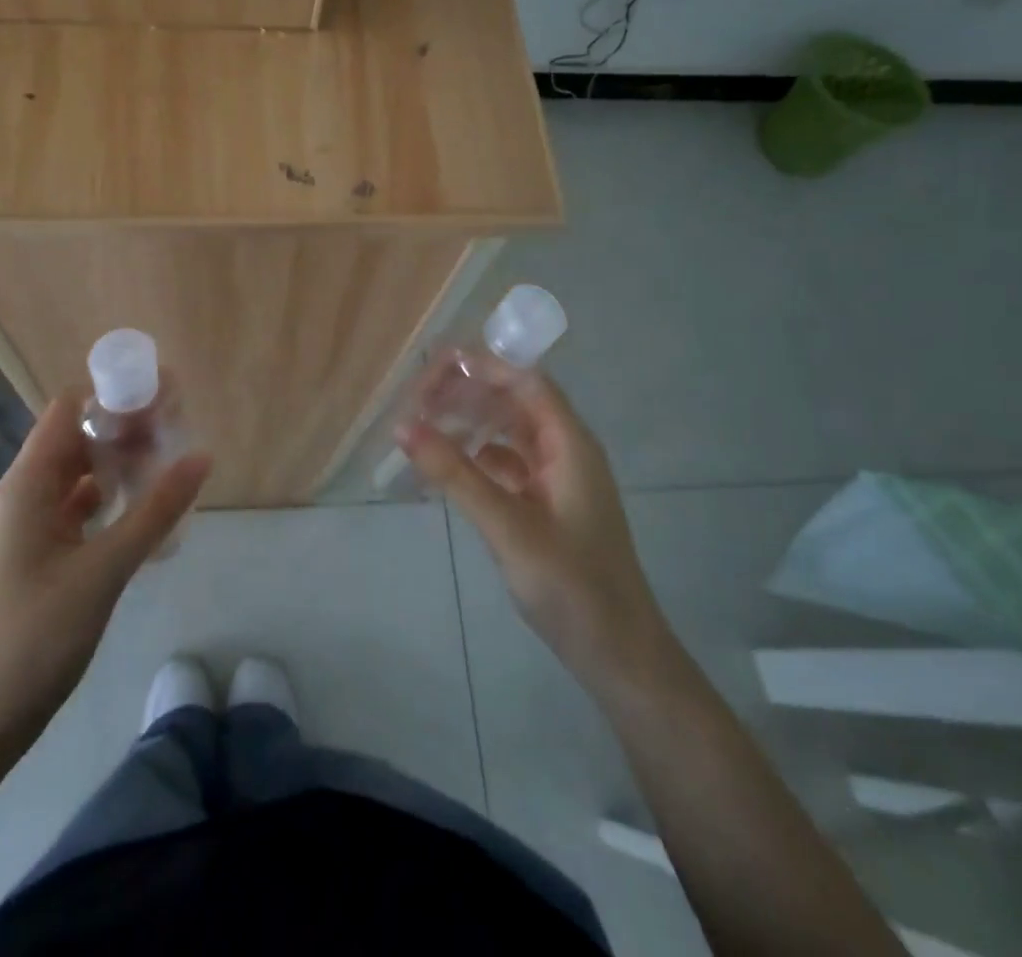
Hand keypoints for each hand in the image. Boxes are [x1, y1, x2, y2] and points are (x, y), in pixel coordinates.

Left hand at [0, 396, 209, 744]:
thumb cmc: (37, 635)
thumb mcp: (104, 569)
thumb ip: (155, 511)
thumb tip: (201, 456)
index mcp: (28, 485)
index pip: (69, 410)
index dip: (113, 395)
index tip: (161, 396)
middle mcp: (25, 494)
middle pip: (78, 439)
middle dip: (126, 429)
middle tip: (178, 429)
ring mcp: (31, 525)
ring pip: (80, 475)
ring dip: (121, 465)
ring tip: (170, 462)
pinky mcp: (40, 553)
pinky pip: (80, 509)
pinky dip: (112, 500)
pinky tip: (146, 509)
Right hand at [396, 374, 667, 689]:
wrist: (618, 655)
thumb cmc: (572, 586)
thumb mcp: (508, 526)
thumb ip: (456, 474)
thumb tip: (403, 426)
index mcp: (570, 443)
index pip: (524, 380)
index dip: (480, 366)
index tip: (431, 370)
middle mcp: (565, 450)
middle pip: (513, 400)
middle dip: (466, 392)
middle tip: (415, 400)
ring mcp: (556, 478)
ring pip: (507, 431)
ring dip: (468, 422)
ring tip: (422, 425)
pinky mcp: (545, 504)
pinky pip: (506, 463)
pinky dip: (474, 457)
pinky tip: (445, 466)